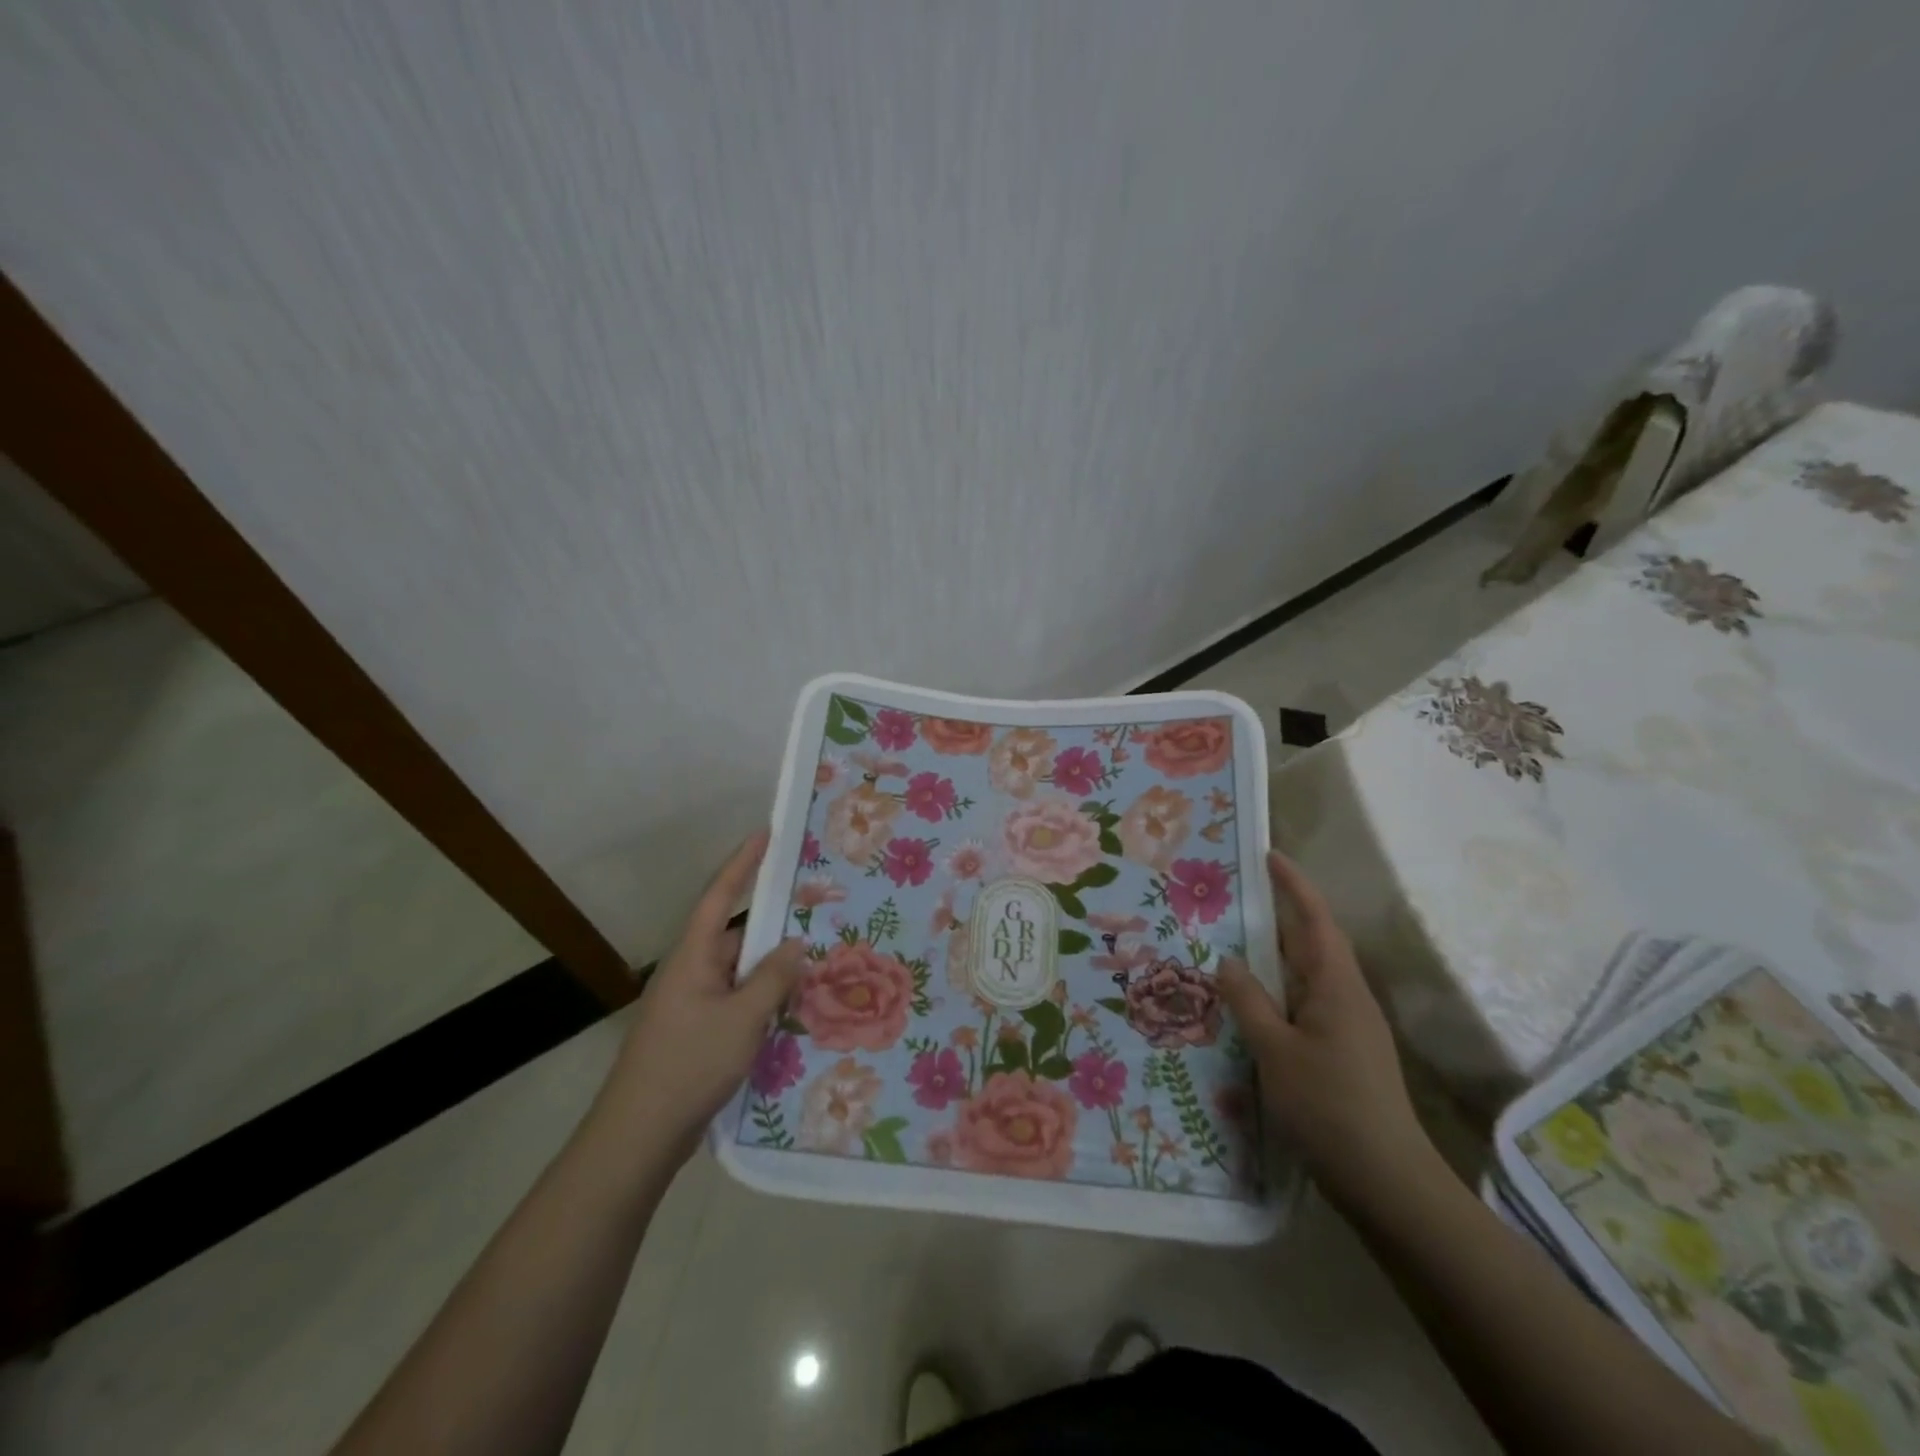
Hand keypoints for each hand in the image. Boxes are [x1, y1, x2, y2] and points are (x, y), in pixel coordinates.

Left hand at [597, 831, 806, 1159]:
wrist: (638, 1136)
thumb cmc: (689, 1064)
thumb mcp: (743, 1019)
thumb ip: (773, 978)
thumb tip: (795, 945)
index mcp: (694, 956)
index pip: (720, 895)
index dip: (743, 862)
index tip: (766, 834)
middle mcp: (690, 972)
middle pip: (736, 937)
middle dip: (773, 927)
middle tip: (814, 916)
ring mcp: (691, 1004)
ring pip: (738, 973)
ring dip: (770, 971)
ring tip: (814, 967)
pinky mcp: (694, 1033)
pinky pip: (735, 1001)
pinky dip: (761, 1000)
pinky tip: (789, 1013)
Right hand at [1218, 852, 1436, 1210]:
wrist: (1387, 1181)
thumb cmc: (1329, 1105)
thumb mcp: (1275, 1050)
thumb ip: (1249, 1000)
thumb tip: (1227, 960)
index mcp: (1337, 987)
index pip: (1316, 920)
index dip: (1294, 885)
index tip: (1269, 856)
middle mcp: (1348, 998)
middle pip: (1313, 944)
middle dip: (1280, 917)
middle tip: (1237, 898)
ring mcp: (1350, 1027)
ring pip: (1308, 977)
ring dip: (1276, 957)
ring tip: (1234, 945)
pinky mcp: (1344, 1053)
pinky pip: (1307, 1005)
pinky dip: (1279, 992)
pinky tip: (1253, 1005)